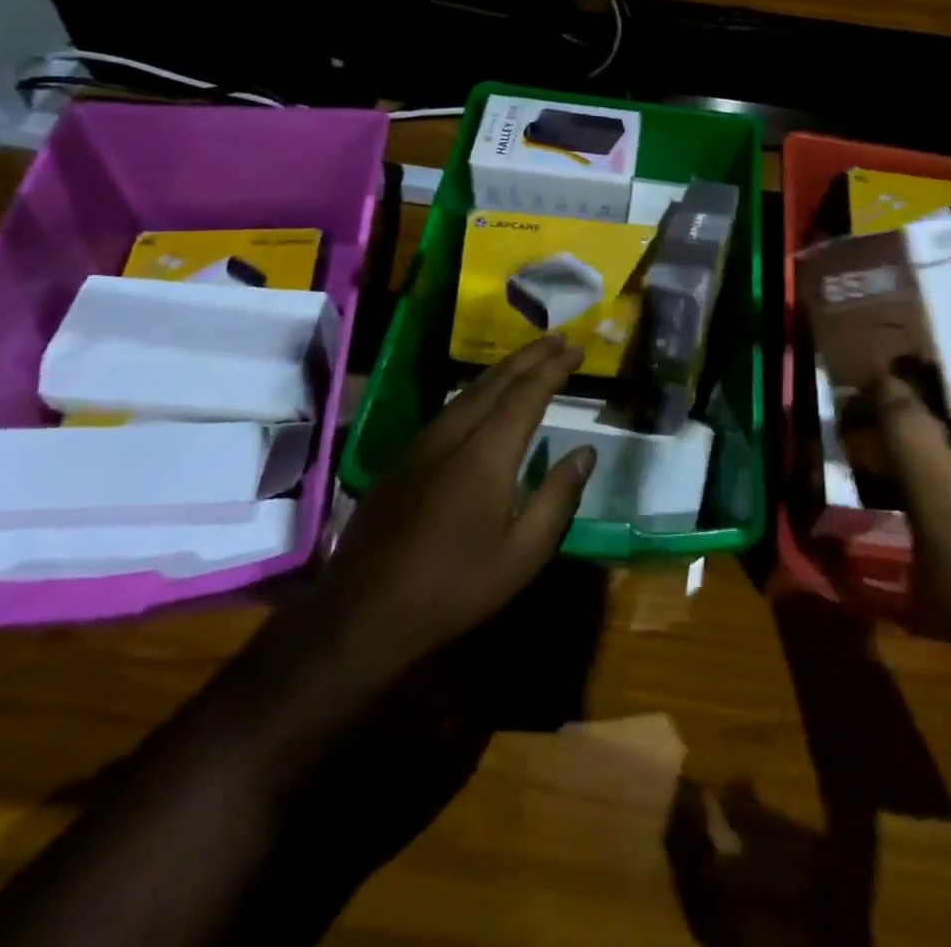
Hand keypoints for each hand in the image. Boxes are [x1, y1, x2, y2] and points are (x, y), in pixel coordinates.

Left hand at [313, 334, 595, 680]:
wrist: (363, 611)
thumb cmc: (454, 587)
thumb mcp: (522, 554)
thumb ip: (558, 497)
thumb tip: (586, 452)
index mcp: (486, 453)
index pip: (527, 394)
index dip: (554, 367)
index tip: (576, 349)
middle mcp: (453, 434)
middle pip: (496, 381)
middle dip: (530, 356)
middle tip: (559, 339)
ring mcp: (423, 443)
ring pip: (469, 391)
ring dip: (504, 370)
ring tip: (529, 359)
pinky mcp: (404, 459)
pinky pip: (450, 408)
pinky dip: (478, 390)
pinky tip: (484, 398)